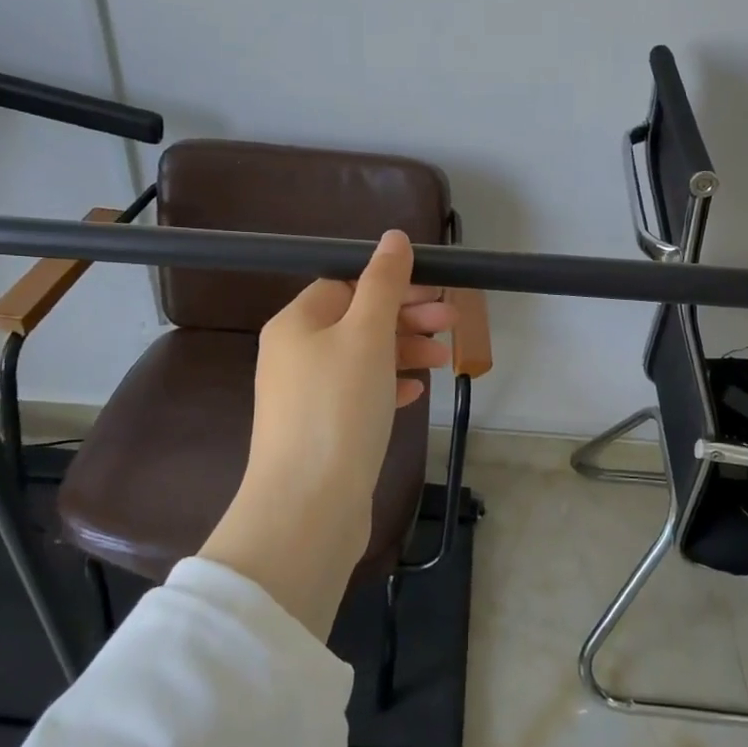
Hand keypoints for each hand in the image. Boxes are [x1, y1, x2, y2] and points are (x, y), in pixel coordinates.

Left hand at [203, 231, 453, 636]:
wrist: (308, 508)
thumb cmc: (338, 409)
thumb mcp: (366, 334)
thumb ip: (383, 284)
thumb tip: (394, 238)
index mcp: (296, 324)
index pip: (347, 285)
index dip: (393, 285)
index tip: (436, 294)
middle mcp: (294, 355)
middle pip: (357, 321)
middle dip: (407, 319)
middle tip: (454, 321)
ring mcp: (306, 397)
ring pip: (362, 359)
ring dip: (404, 351)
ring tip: (445, 360)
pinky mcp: (321, 432)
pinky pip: (358, 395)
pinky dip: (388, 386)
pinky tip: (414, 393)